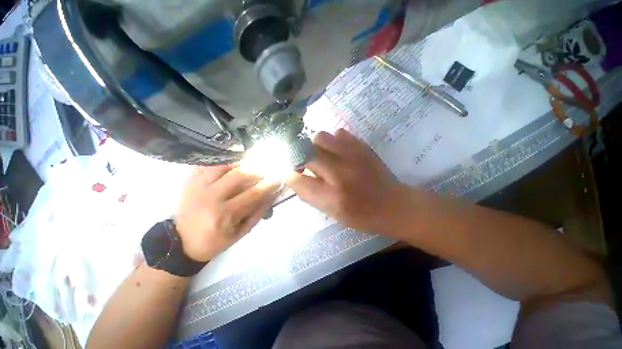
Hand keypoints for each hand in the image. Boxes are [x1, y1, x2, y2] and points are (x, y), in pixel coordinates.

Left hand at [175, 166, 279, 261]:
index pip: (253, 193)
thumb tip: (273, 194)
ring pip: (223, 165)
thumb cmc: (216, 240)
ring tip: (250, 163)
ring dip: (240, 162)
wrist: (182, 243)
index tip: (279, 177)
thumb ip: (259, 212)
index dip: (269, 184)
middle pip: (239, 174)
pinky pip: (208, 164)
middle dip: (257, 169)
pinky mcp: (189, 181)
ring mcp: (197, 187)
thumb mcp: (241, 232)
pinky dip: (223, 161)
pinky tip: (232, 163)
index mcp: (224, 215)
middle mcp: (210, 197)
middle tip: (266, 168)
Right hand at [286, 129, 407, 234]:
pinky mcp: (362, 146)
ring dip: (316, 147)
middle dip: (301, 158)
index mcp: (332, 197)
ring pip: (320, 137)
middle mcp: (340, 173)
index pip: (297, 179)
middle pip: (306, 152)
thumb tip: (294, 177)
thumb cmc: (361, 215)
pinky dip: (333, 141)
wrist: (393, 204)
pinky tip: (338, 152)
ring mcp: (353, 155)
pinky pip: (338, 133)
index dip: (290, 175)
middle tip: (308, 165)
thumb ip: (309, 195)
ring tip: (323, 156)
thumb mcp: (331, 213)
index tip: (291, 174)